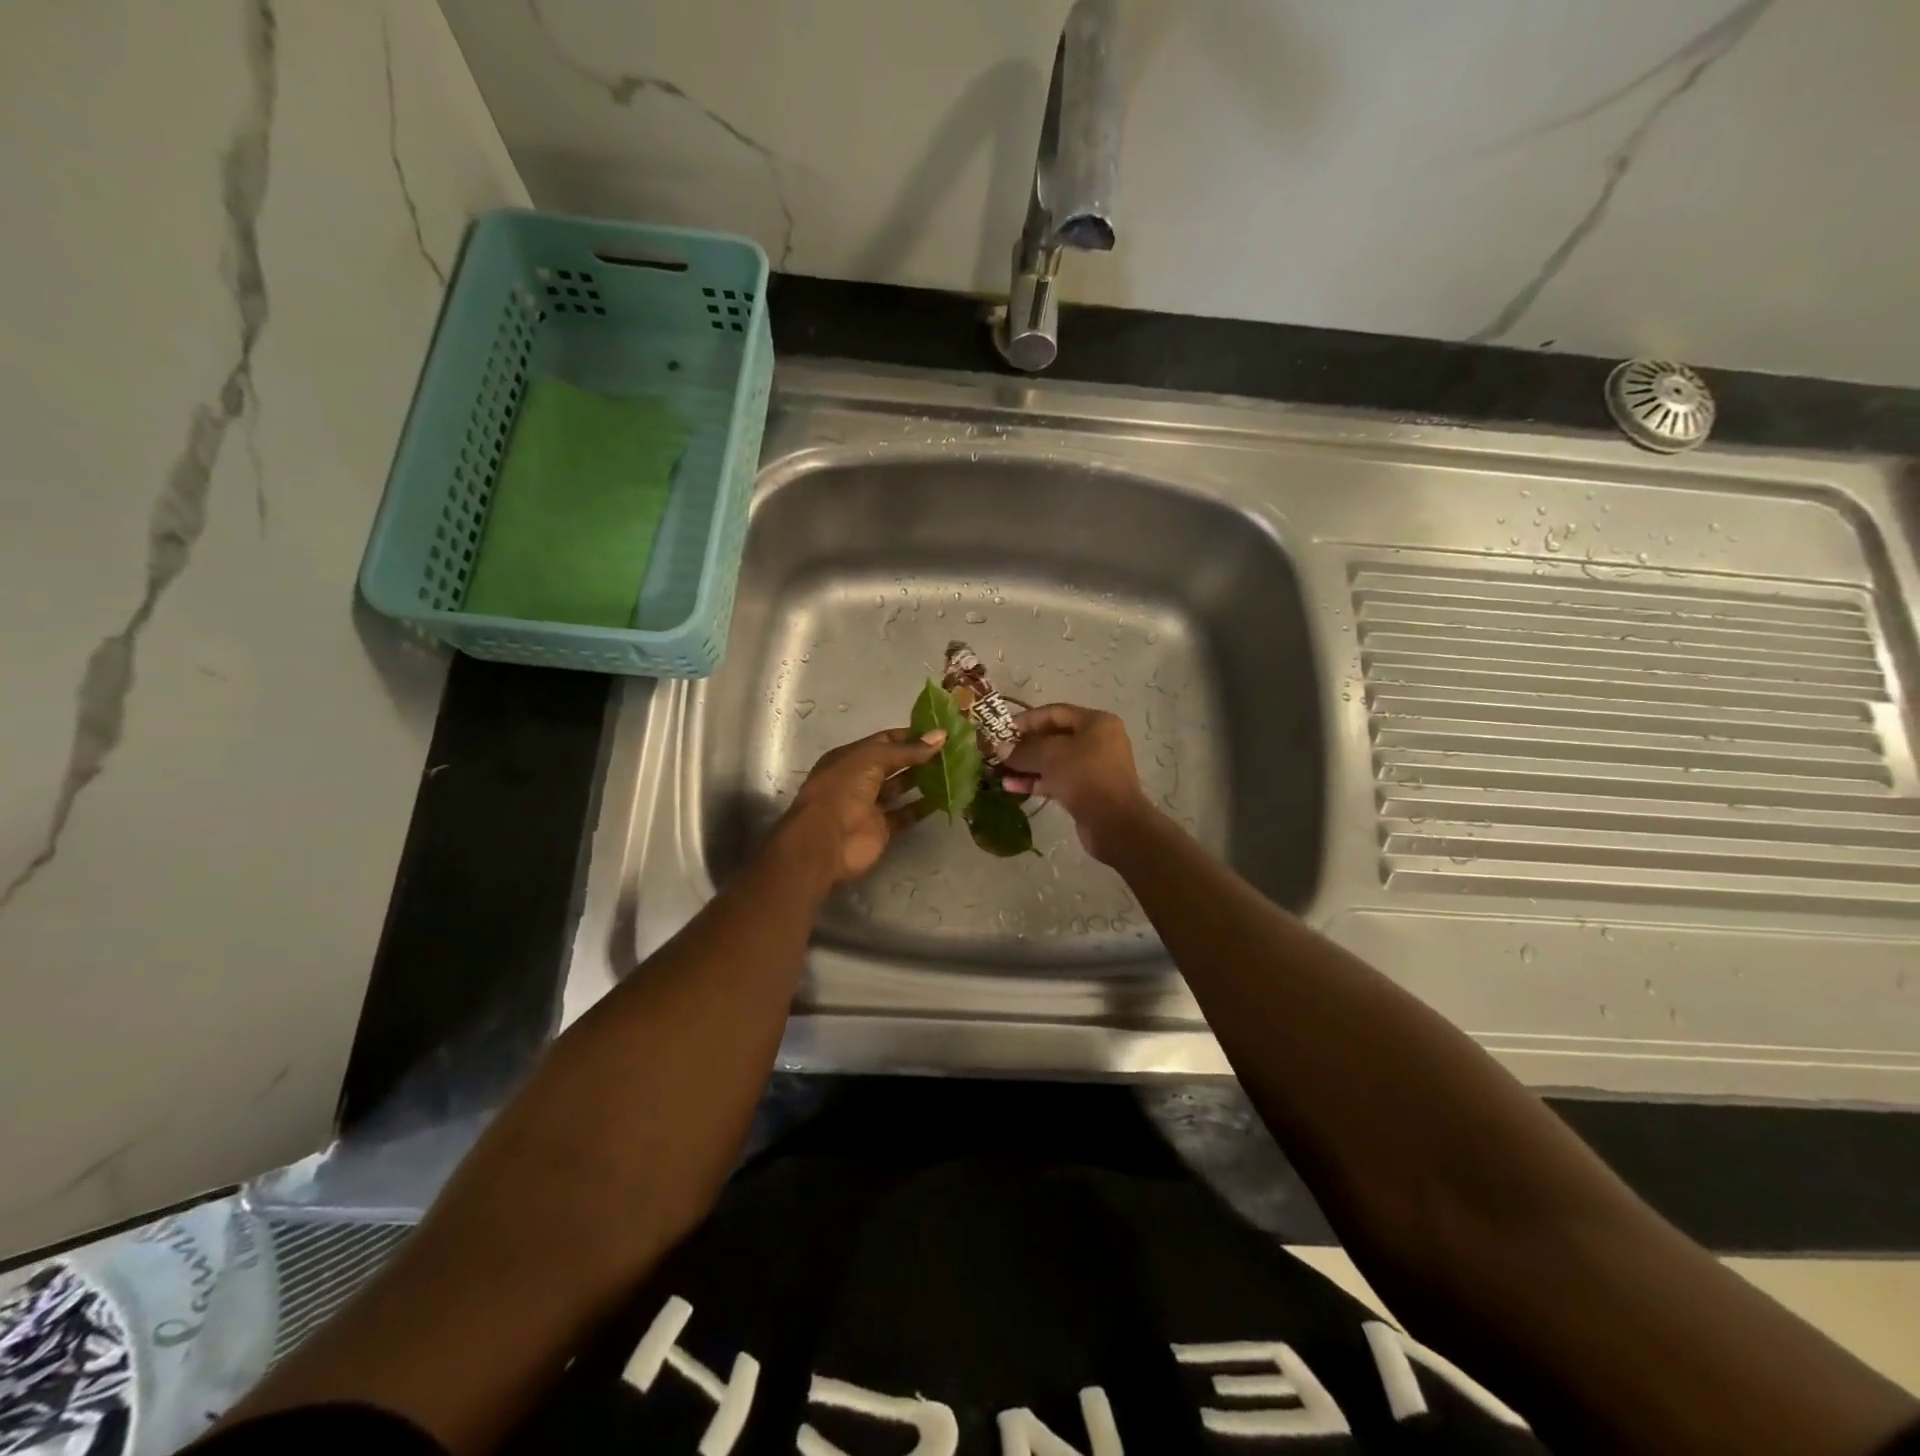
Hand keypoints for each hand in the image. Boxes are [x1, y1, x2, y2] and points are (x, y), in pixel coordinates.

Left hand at [773, 727, 946, 885]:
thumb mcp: (872, 759)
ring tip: (952, 770)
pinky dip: (923, 807)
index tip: (938, 733)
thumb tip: (941, 735)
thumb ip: (907, 750)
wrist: (826, 841)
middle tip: (951, 750)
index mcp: (850, 757)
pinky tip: (945, 797)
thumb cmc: (842, 790)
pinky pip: (906, 814)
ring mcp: (870, 805)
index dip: (909, 735)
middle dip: (919, 756)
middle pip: (894, 764)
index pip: (884, 740)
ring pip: (900, 788)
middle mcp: (859, 779)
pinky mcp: (882, 829)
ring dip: (922, 780)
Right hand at [1002, 704, 1154, 863]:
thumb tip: (999, 749)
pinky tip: (1012, 787)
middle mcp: (1098, 741)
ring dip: (1027, 766)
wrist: (1115, 823)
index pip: (1054, 712)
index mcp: (1096, 723)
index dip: (1026, 720)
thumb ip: (1023, 750)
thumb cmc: (1085, 777)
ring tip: (1000, 772)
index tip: (1002, 730)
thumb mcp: (1050, 757)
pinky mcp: (1088, 790)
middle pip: (1054, 737)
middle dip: (1024, 746)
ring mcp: (1093, 767)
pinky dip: (1037, 781)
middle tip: (998, 753)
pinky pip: (1058, 780)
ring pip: (1054, 761)